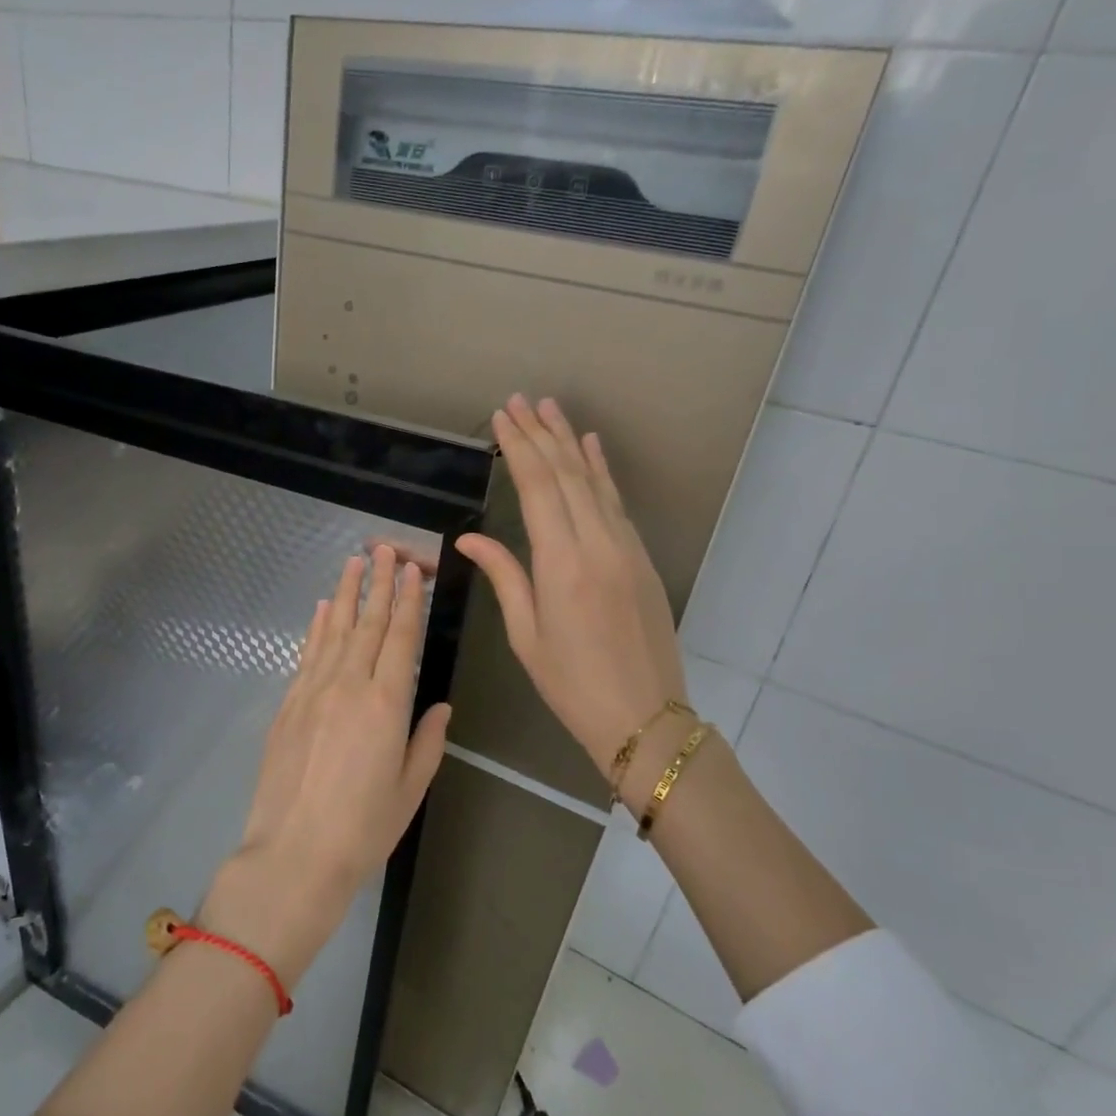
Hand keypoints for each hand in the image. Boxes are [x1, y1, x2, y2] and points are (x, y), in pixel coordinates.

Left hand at [201, 546, 450, 987]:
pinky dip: (318, 627)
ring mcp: (313, 691)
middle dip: (379, 583)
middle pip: (368, 624)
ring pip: (335, 630)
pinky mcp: (288, 704)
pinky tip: (324, 609)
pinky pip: (307, 654)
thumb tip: (439, 704)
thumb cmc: (362, 830)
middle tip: (385, 548)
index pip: (401, 638)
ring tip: (356, 561)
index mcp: (386, 704)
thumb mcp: (410, 790)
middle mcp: (349, 685)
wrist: (292, 855)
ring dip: (347, 593)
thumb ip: (427, 741)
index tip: (411, 570)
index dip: (407, 601)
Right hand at [455, 396, 688, 803]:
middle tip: (521, 400)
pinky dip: (601, 471)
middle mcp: (597, 544)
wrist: (645, 716)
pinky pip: (616, 503)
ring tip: (552, 409)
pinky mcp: (641, 558)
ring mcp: (625, 548)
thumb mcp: (526, 635)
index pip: (538, 488)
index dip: (519, 447)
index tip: (502, 417)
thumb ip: (504, 576)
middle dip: (541, 434)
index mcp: (562, 564)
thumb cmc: (572, 684)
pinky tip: (592, 448)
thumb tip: (470, 537)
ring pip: (595, 482)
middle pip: (567, 475)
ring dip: (571, 442)